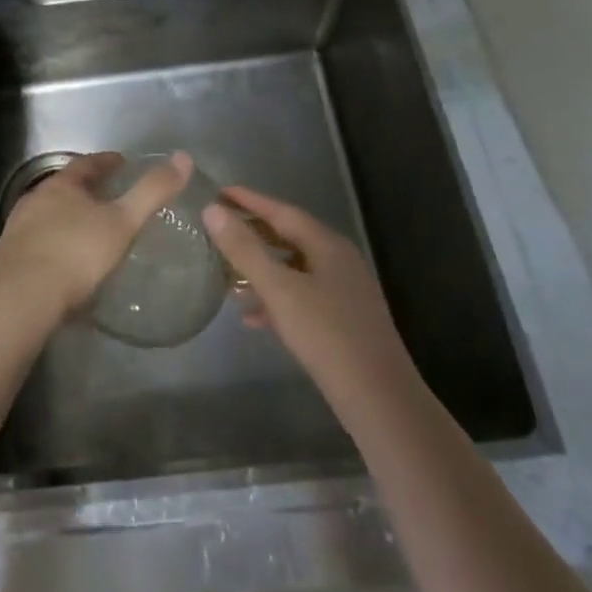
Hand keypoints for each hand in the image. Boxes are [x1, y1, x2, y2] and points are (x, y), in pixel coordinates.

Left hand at [0, 151, 193, 327]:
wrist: (21, 298)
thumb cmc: (76, 253)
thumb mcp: (122, 222)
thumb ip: (152, 192)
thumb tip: (183, 158)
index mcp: (61, 186)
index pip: (87, 164)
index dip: (107, 162)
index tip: (123, 163)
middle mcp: (35, 201)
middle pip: (65, 188)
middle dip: (87, 191)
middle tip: (110, 199)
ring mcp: (18, 231)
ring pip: (49, 217)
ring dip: (68, 220)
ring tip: (91, 232)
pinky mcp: (9, 261)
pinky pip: (39, 245)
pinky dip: (56, 247)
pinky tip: (67, 265)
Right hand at [203, 186, 419, 412]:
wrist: (379, 399)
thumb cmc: (327, 335)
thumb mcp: (279, 289)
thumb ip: (245, 249)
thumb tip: (212, 210)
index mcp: (327, 245)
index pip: (282, 211)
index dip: (249, 200)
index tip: (218, 192)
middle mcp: (338, 260)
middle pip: (288, 236)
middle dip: (252, 233)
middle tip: (217, 228)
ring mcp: (343, 291)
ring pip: (293, 269)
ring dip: (260, 269)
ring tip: (226, 274)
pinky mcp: (342, 320)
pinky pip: (301, 297)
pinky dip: (275, 299)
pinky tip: (251, 318)